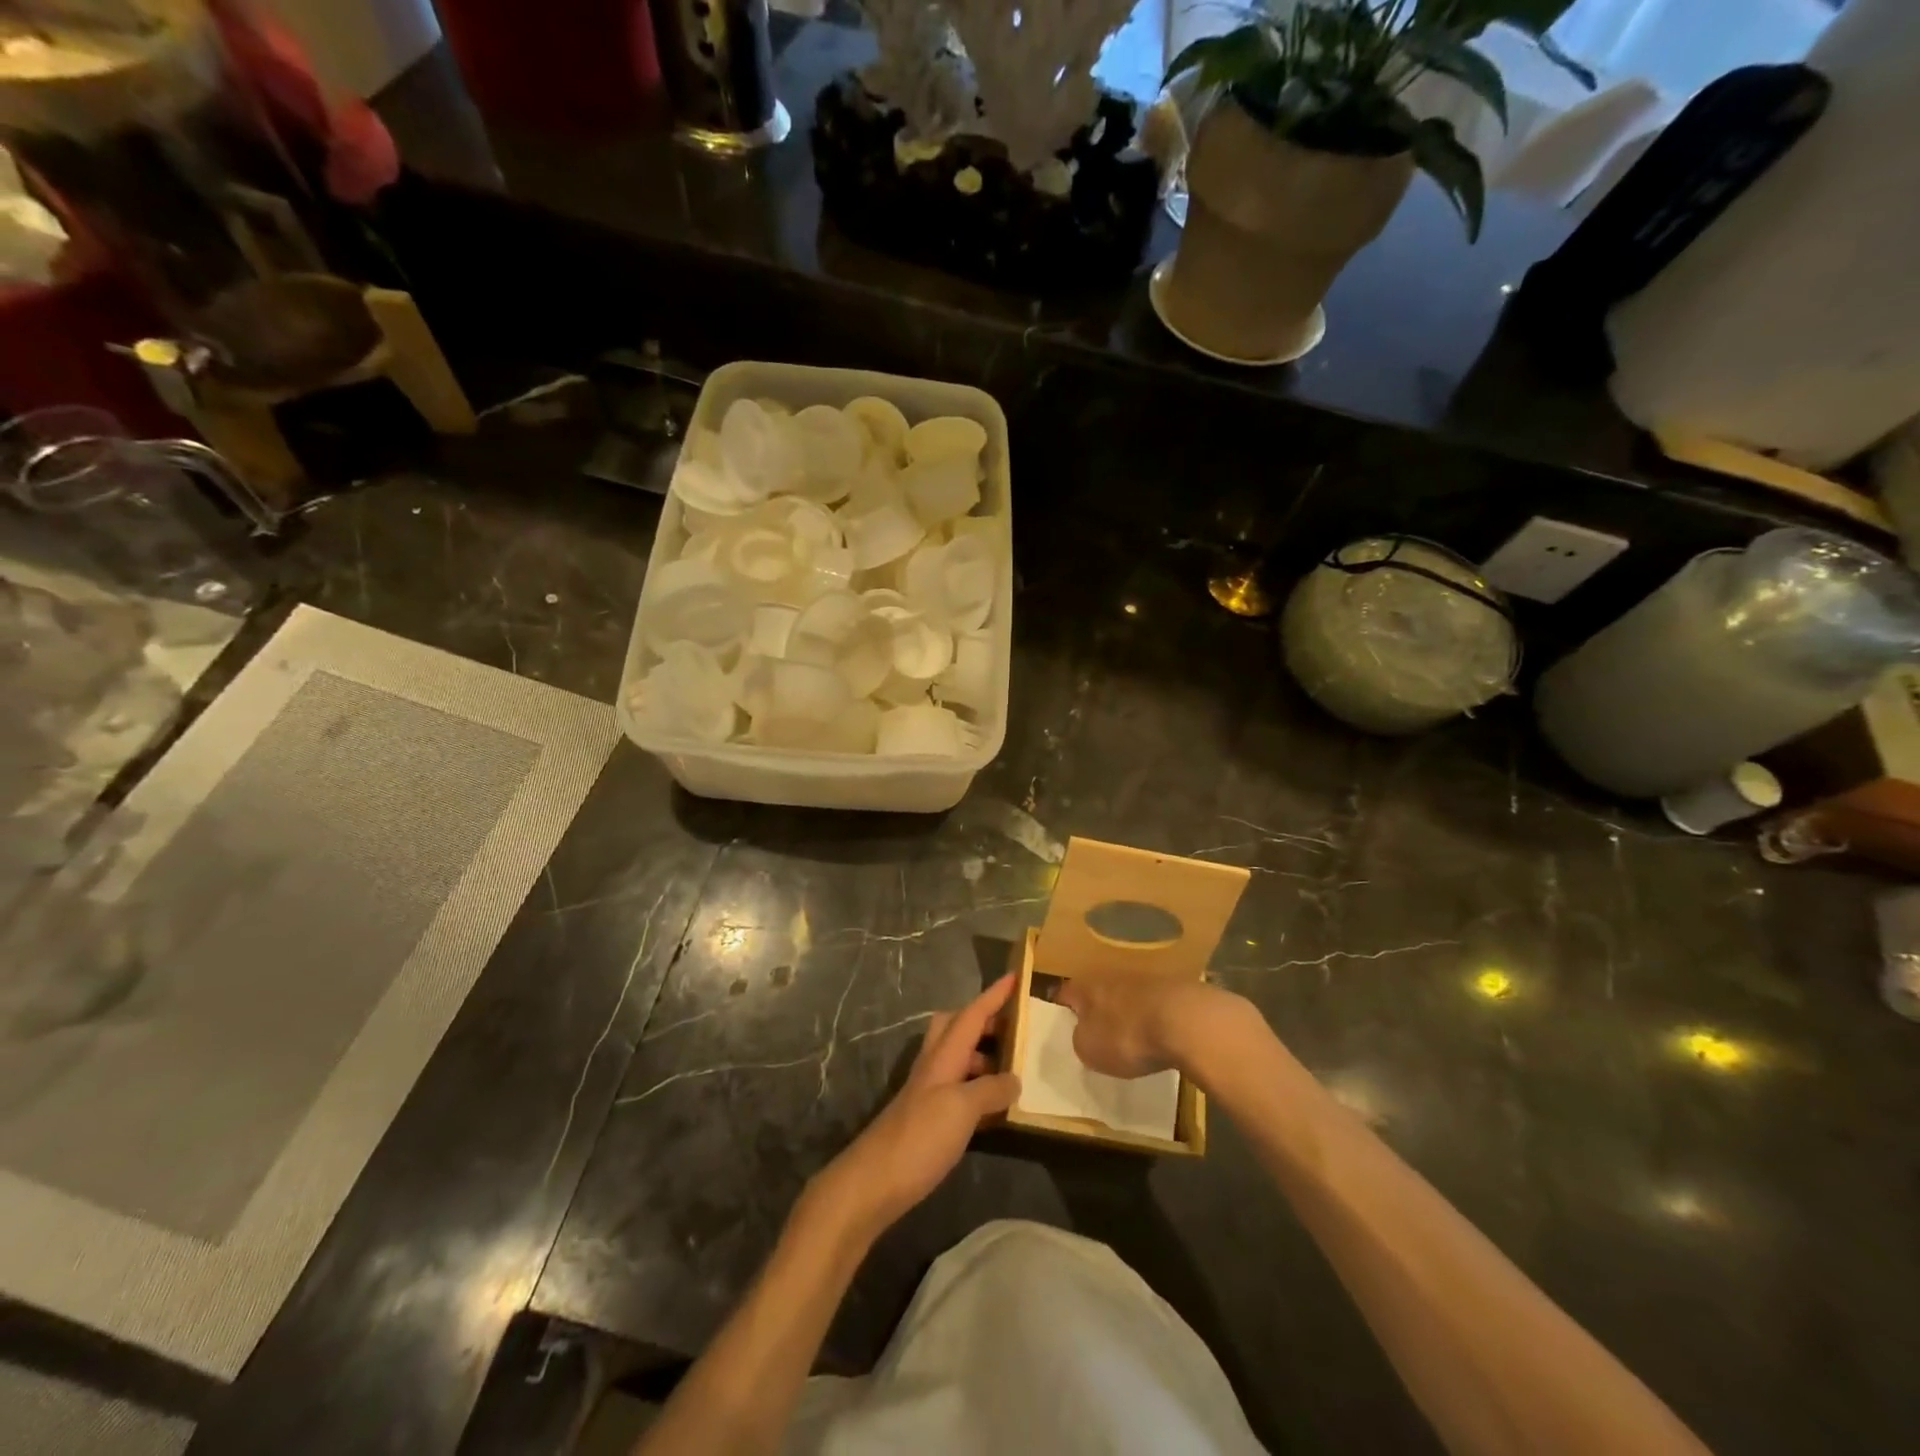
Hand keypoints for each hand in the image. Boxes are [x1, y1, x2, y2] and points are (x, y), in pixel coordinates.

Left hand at [810, 975, 1020, 1240]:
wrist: (873, 1183)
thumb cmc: (919, 1137)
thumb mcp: (962, 1109)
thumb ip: (990, 1089)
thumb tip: (1015, 1079)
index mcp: (943, 1056)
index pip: (972, 1015)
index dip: (994, 995)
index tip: (1015, 976)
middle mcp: (934, 1067)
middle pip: (956, 1027)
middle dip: (984, 1021)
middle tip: (1015, 1029)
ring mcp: (928, 1093)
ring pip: (958, 1058)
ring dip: (984, 1056)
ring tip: (1014, 1072)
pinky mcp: (928, 1119)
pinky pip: (959, 1089)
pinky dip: (978, 1088)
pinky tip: (995, 1109)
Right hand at [1056, 977, 1245, 1079]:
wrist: (1187, 1022)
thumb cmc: (1127, 1036)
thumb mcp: (1090, 1049)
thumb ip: (1081, 1039)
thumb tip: (1084, 1032)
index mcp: (1088, 986)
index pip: (1066, 993)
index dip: (1061, 1008)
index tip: (1060, 1022)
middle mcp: (1114, 975)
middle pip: (1099, 990)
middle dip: (1098, 1007)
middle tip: (1096, 1029)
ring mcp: (1148, 979)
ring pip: (1129, 995)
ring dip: (1128, 1010)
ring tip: (1131, 1034)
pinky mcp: (1177, 989)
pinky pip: (1157, 1004)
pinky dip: (1155, 1016)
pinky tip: (1160, 1034)